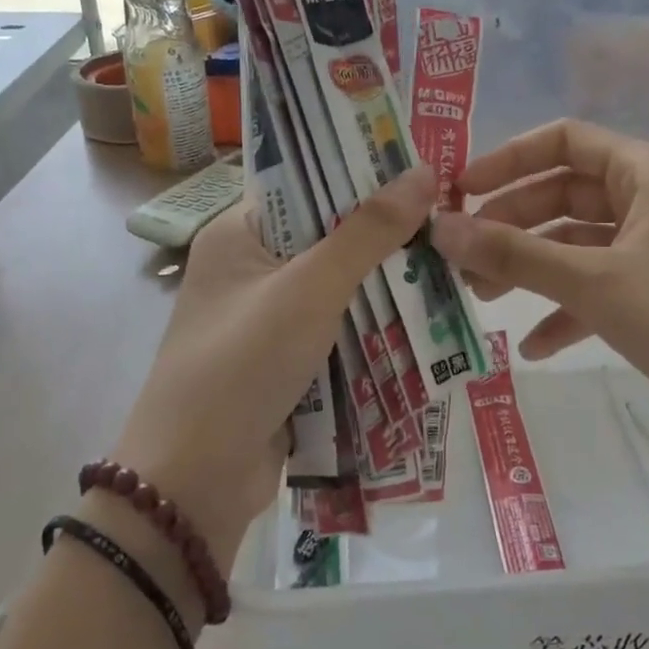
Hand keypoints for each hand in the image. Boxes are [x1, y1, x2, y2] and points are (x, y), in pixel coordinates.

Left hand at [115, 166, 436, 566]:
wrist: (195, 483)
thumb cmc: (242, 364)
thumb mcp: (309, 289)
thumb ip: (367, 232)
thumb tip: (425, 172)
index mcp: (239, 234)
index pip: (306, 182)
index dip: (362, 171)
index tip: (423, 165)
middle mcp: (252, 268)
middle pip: (330, 236)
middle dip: (386, 234)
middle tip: (452, 217)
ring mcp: (269, 319)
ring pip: (340, 287)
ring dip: (386, 284)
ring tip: (453, 263)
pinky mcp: (287, 362)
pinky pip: (339, 331)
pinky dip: (374, 327)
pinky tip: (426, 317)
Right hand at [430, 120, 648, 460]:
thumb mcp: (592, 282)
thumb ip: (512, 253)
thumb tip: (439, 228)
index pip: (564, 140)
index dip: (506, 160)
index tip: (459, 192)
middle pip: (565, 194)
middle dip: (511, 225)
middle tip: (462, 257)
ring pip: (580, 243)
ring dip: (532, 267)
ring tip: (481, 298)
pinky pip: (603, 284)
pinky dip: (568, 307)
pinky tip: (534, 344)